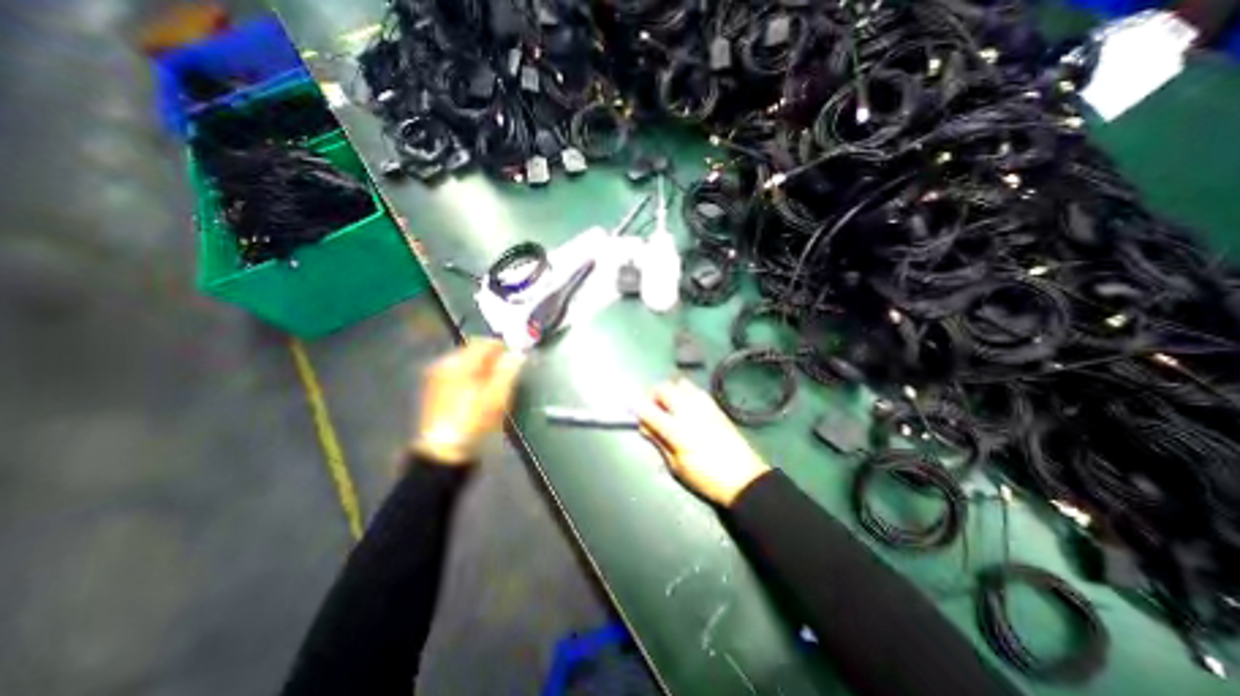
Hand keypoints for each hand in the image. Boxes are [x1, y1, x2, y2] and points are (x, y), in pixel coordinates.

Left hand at [410, 341, 518, 465]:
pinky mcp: (436, 389)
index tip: (517, 359)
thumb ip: (508, 370)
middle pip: (475, 351)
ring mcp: (438, 376)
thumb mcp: (497, 396)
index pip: (486, 343)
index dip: (505, 348)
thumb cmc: (474, 422)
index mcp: (459, 363)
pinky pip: (460, 373)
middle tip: (509, 374)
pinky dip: (473, 376)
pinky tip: (481, 392)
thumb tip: (518, 354)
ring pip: (468, 362)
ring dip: (485, 368)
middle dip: (494, 358)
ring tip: (497, 384)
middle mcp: (445, 364)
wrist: (444, 452)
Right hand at [633, 379, 770, 506]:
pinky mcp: (715, 405)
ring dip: (669, 390)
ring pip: (679, 383)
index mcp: (677, 430)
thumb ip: (659, 442)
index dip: (635, 406)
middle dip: (652, 394)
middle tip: (649, 406)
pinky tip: (685, 405)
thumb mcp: (677, 466)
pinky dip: (684, 391)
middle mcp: (689, 411)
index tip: (628, 405)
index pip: (649, 410)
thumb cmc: (706, 478)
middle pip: (664, 389)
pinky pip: (695, 389)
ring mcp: (703, 405)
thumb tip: (644, 426)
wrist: (744, 478)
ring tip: (668, 404)